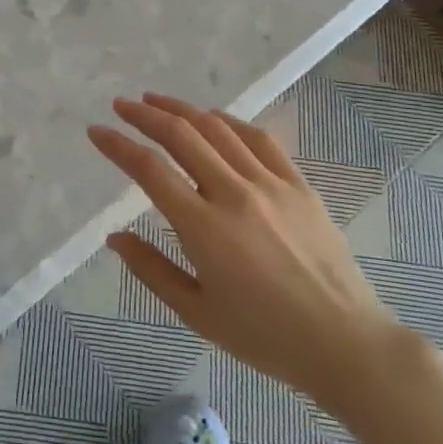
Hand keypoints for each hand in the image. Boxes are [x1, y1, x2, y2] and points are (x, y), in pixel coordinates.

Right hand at [90, 93, 405, 420]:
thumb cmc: (265, 336)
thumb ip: (151, 270)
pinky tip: (214, 118)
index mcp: (205, 227)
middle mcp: (235, 193)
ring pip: (219, 128)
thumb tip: (114, 236)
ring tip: (157, 100)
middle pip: (182, 135)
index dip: (118, 146)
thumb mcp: (197, 313)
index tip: (96, 131)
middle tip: (121, 105)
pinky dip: (229, 121)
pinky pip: (259, 139)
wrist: (345, 343)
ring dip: (183, 109)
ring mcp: (271, 184)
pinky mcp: (299, 185)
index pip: (150, 170)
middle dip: (145, 114)